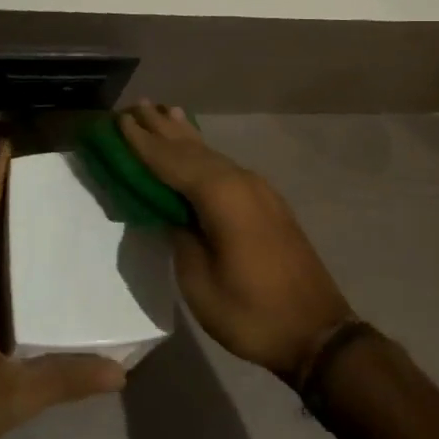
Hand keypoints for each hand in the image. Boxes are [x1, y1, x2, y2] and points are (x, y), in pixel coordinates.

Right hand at [119, 103, 353, 379]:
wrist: (317, 333)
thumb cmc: (251, 312)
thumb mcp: (200, 282)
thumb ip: (180, 236)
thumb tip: (170, 211)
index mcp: (221, 196)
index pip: (171, 161)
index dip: (143, 142)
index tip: (120, 120)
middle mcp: (240, 180)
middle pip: (191, 149)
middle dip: (161, 128)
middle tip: (135, 105)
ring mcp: (257, 189)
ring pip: (211, 154)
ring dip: (183, 135)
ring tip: (162, 111)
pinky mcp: (266, 202)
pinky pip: (224, 166)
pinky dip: (203, 151)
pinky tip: (197, 145)